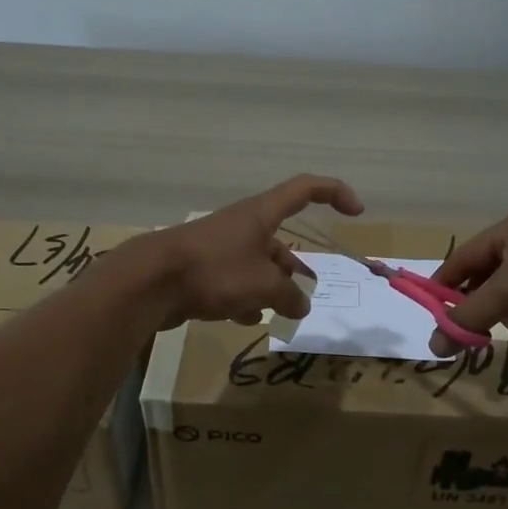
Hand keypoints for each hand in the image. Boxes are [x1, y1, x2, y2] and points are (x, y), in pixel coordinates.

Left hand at [128, 174, 363, 329]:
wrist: (150, 281)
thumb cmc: (214, 270)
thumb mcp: (263, 285)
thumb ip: (289, 295)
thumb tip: (300, 304)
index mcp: (261, 214)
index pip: (305, 189)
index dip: (335, 193)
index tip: (357, 211)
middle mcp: (243, 225)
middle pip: (279, 240)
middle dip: (295, 268)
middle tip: (307, 293)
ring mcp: (220, 247)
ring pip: (256, 264)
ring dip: (270, 287)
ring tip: (280, 312)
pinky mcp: (202, 269)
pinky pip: (233, 281)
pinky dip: (244, 297)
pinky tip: (244, 319)